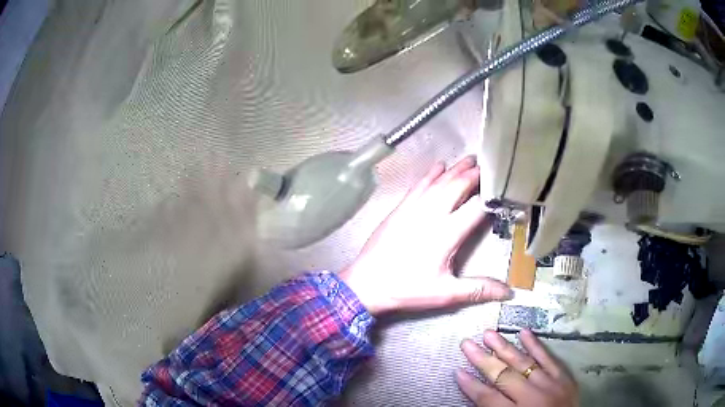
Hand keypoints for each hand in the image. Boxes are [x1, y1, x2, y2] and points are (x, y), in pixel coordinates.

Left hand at [340, 157, 512, 314]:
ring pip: (438, 182)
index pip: (475, 208)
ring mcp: (413, 208)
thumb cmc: (406, 289)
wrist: (365, 283)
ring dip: (455, 170)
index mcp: (446, 233)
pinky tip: (438, 166)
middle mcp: (431, 214)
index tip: (502, 189)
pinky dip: (430, 174)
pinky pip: (418, 185)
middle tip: (487, 165)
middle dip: (474, 175)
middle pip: (457, 187)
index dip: (490, 197)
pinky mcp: (399, 208)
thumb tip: (509, 292)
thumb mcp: (445, 293)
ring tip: (469, 160)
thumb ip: (478, 289)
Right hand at [456, 329, 577, 406]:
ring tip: (489, 333)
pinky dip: (536, 345)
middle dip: (483, 359)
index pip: (487, 398)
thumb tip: (478, 395)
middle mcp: (532, 397)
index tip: (457, 370)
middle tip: (467, 343)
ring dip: (505, 347)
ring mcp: (550, 384)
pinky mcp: (564, 377)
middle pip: (503, 375)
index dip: (471, 385)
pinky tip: (525, 332)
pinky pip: (548, 358)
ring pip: (524, 362)